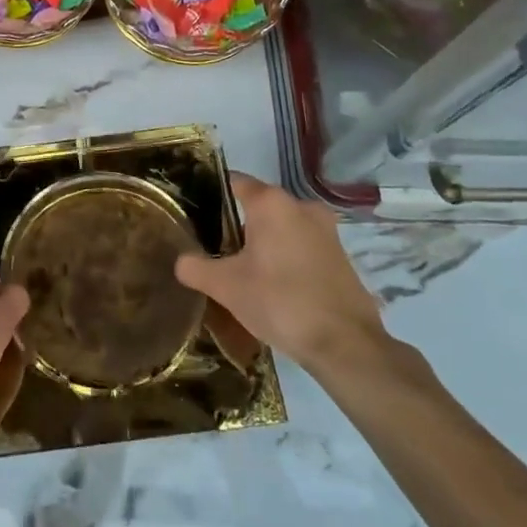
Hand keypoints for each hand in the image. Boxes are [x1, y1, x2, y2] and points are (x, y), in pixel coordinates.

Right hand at [175, 173, 386, 374]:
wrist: (346, 344)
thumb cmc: (280, 302)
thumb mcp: (226, 287)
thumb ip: (195, 268)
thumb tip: (180, 261)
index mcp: (271, 203)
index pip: (234, 182)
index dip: (212, 194)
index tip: (196, 213)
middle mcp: (301, 206)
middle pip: (259, 206)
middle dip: (237, 224)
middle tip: (215, 248)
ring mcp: (326, 230)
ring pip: (282, 227)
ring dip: (264, 243)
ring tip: (243, 270)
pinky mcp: (341, 255)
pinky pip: (302, 246)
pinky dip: (286, 258)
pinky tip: (274, 285)